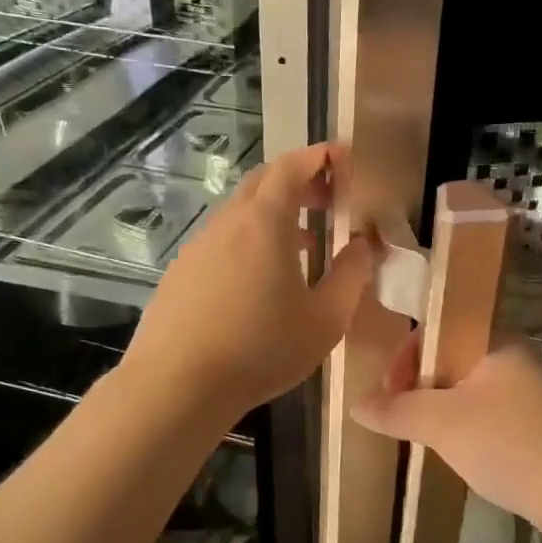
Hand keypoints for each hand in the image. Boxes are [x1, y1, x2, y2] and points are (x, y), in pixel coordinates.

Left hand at [128, 142, 374, 420]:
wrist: (177, 386)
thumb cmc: (261, 349)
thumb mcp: (325, 319)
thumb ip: (351, 275)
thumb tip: (365, 245)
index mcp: (265, 223)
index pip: (292, 167)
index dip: (319, 156)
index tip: (344, 158)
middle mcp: (227, 223)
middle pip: (263, 182)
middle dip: (299, 180)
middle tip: (329, 198)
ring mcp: (198, 247)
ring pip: (241, 213)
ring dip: (275, 214)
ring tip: (305, 243)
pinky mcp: (180, 273)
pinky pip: (222, 241)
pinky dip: (250, 240)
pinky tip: (261, 280)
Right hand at [352, 338, 541, 528]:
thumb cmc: (507, 443)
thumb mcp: (442, 423)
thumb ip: (397, 410)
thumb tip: (356, 405)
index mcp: (495, 340)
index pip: (438, 328)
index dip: (406, 355)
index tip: (389, 391)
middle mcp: (511, 356)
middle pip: (449, 357)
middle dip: (418, 385)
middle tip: (400, 416)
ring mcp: (524, 390)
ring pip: (465, 387)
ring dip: (437, 407)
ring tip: (421, 435)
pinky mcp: (531, 421)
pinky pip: (482, 411)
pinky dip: (460, 424)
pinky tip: (453, 450)